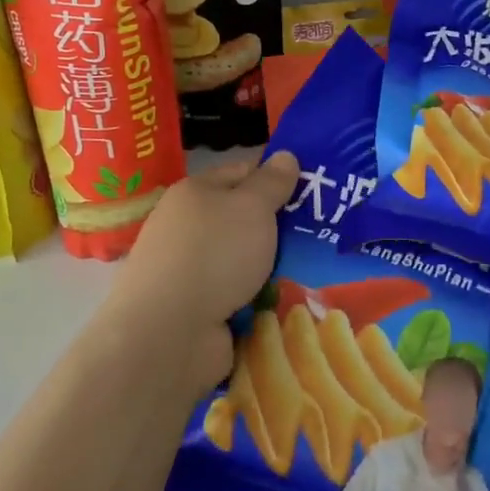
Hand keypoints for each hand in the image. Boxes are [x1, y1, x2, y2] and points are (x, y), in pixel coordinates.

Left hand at [103, 151, 300, 397]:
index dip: (275, 178)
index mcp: (195, 193)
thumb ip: (272, 182)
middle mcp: (187, 227)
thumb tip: (285, 156)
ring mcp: (189, 270)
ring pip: (242, 259)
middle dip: (278, 227)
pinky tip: (282, 303)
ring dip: (269, 267)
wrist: (169, 334)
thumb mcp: (252, 207)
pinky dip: (256, 299)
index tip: (313, 191)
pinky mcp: (195, 309)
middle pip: (243, 219)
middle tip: (320, 233)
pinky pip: (236, 295)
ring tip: (310, 270)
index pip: (242, 172)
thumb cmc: (214, 254)